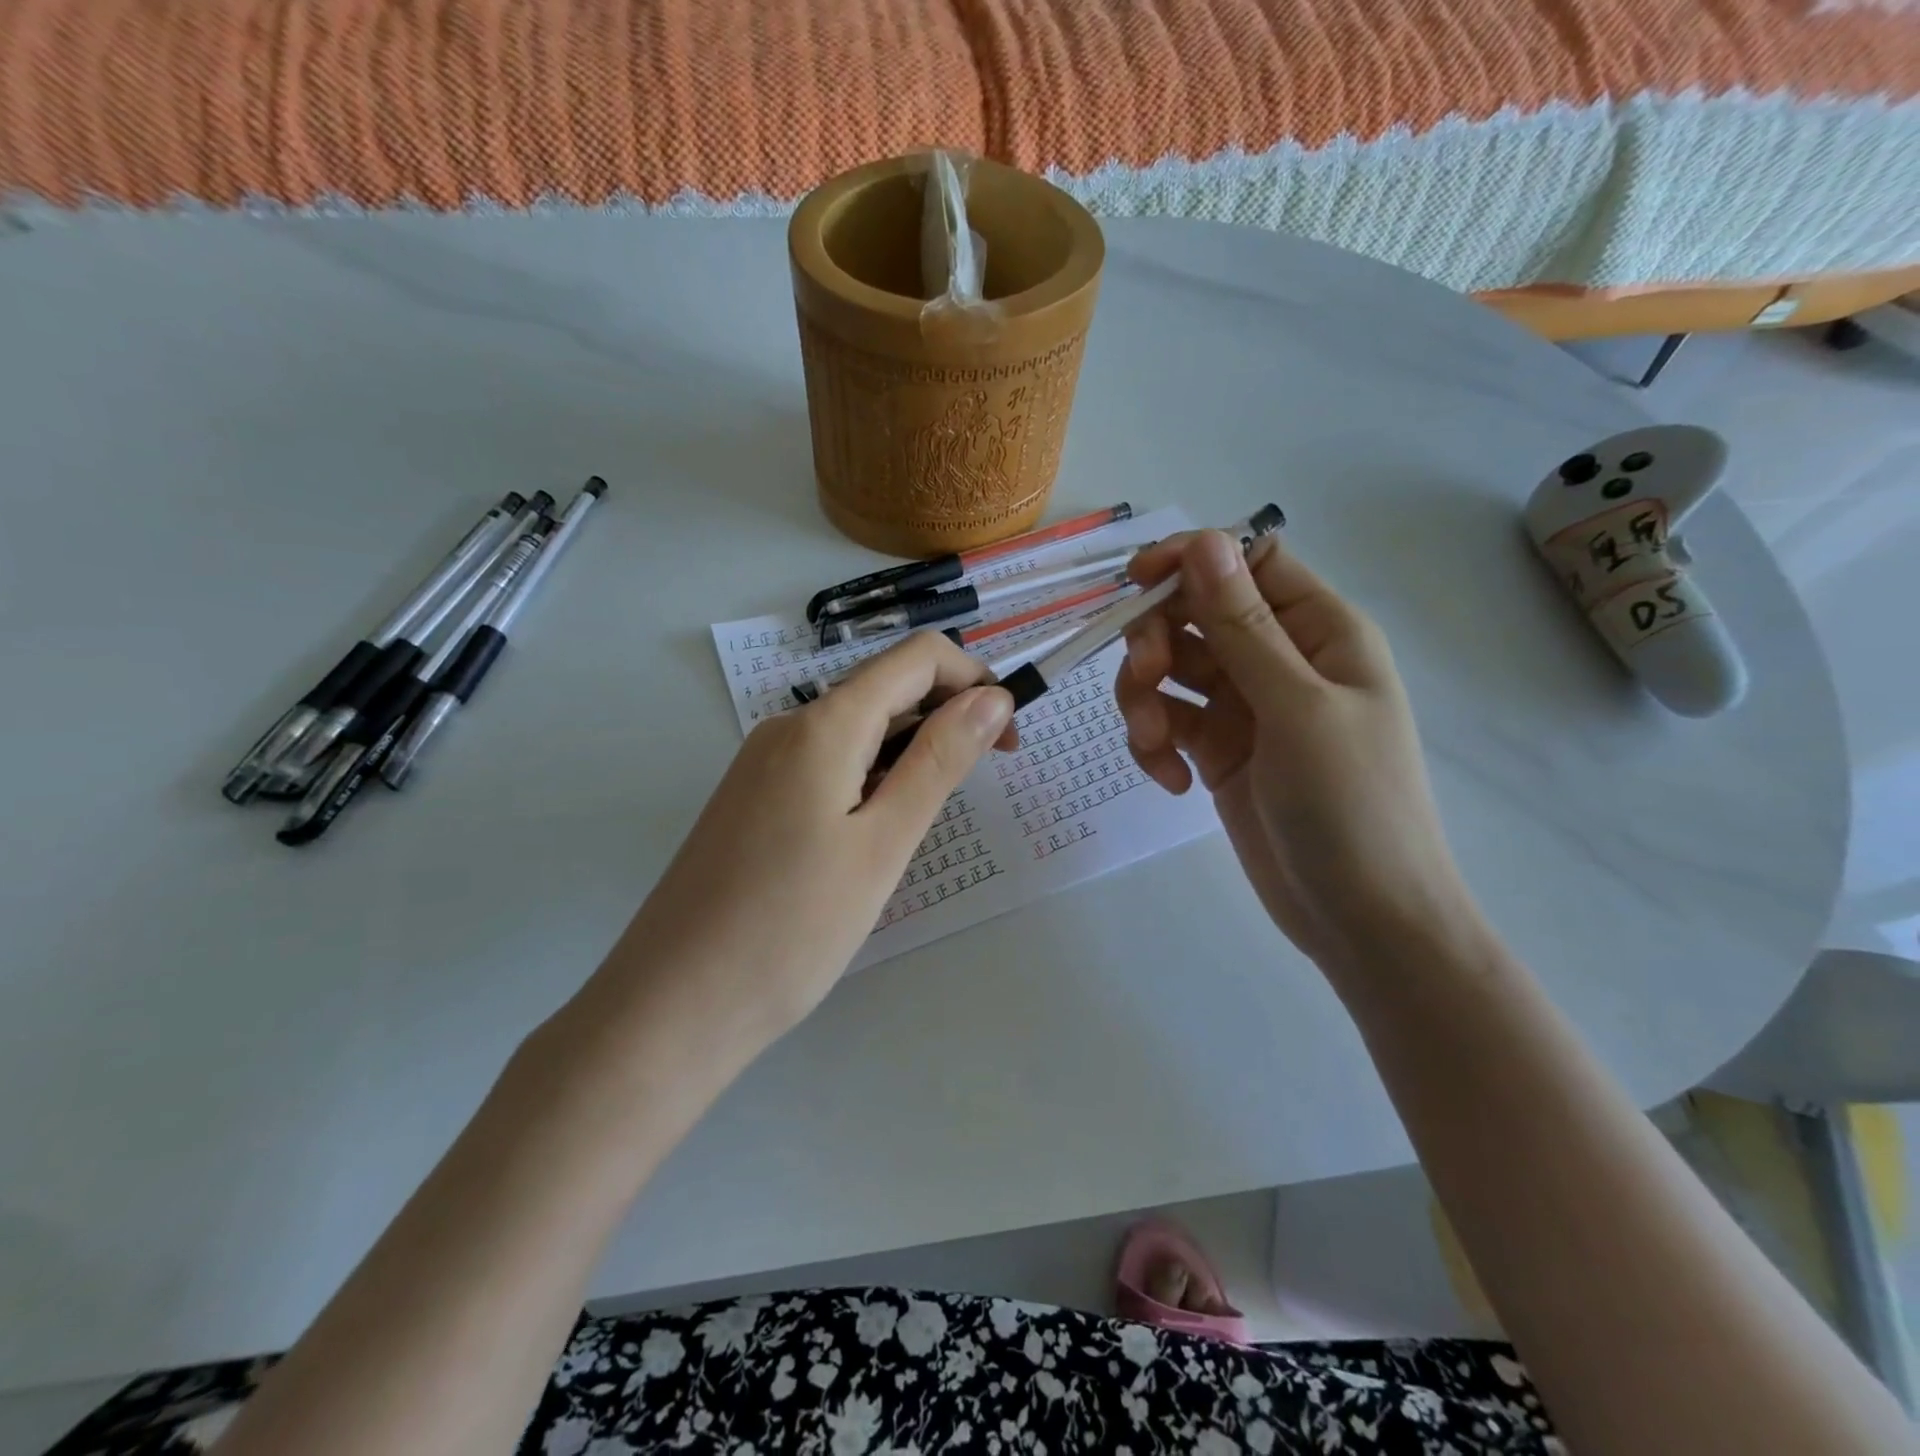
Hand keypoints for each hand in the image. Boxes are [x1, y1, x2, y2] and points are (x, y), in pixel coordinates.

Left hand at [602, 632, 1015, 1051]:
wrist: (672, 1006)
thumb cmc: (791, 929)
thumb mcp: (883, 844)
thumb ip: (939, 762)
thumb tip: (992, 698)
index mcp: (823, 725)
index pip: (917, 658)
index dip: (974, 682)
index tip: (1007, 740)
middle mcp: (787, 728)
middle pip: (886, 689)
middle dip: (947, 718)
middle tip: (978, 787)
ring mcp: (762, 764)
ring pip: (858, 730)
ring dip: (910, 753)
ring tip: (922, 824)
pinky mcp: (752, 800)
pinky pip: (827, 763)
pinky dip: (870, 778)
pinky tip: (873, 835)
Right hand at [1116, 531, 1478, 976]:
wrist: (1362, 919)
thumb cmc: (1352, 805)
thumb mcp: (1297, 709)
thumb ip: (1243, 627)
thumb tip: (1204, 543)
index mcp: (1318, 631)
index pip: (1247, 562)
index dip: (1191, 560)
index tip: (1136, 581)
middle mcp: (1278, 659)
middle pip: (1194, 614)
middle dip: (1156, 640)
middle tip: (1145, 678)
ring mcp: (1244, 708)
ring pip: (1170, 669)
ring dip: (1144, 698)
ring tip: (1152, 744)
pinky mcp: (1217, 752)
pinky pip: (1168, 722)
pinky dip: (1154, 743)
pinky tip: (1168, 781)